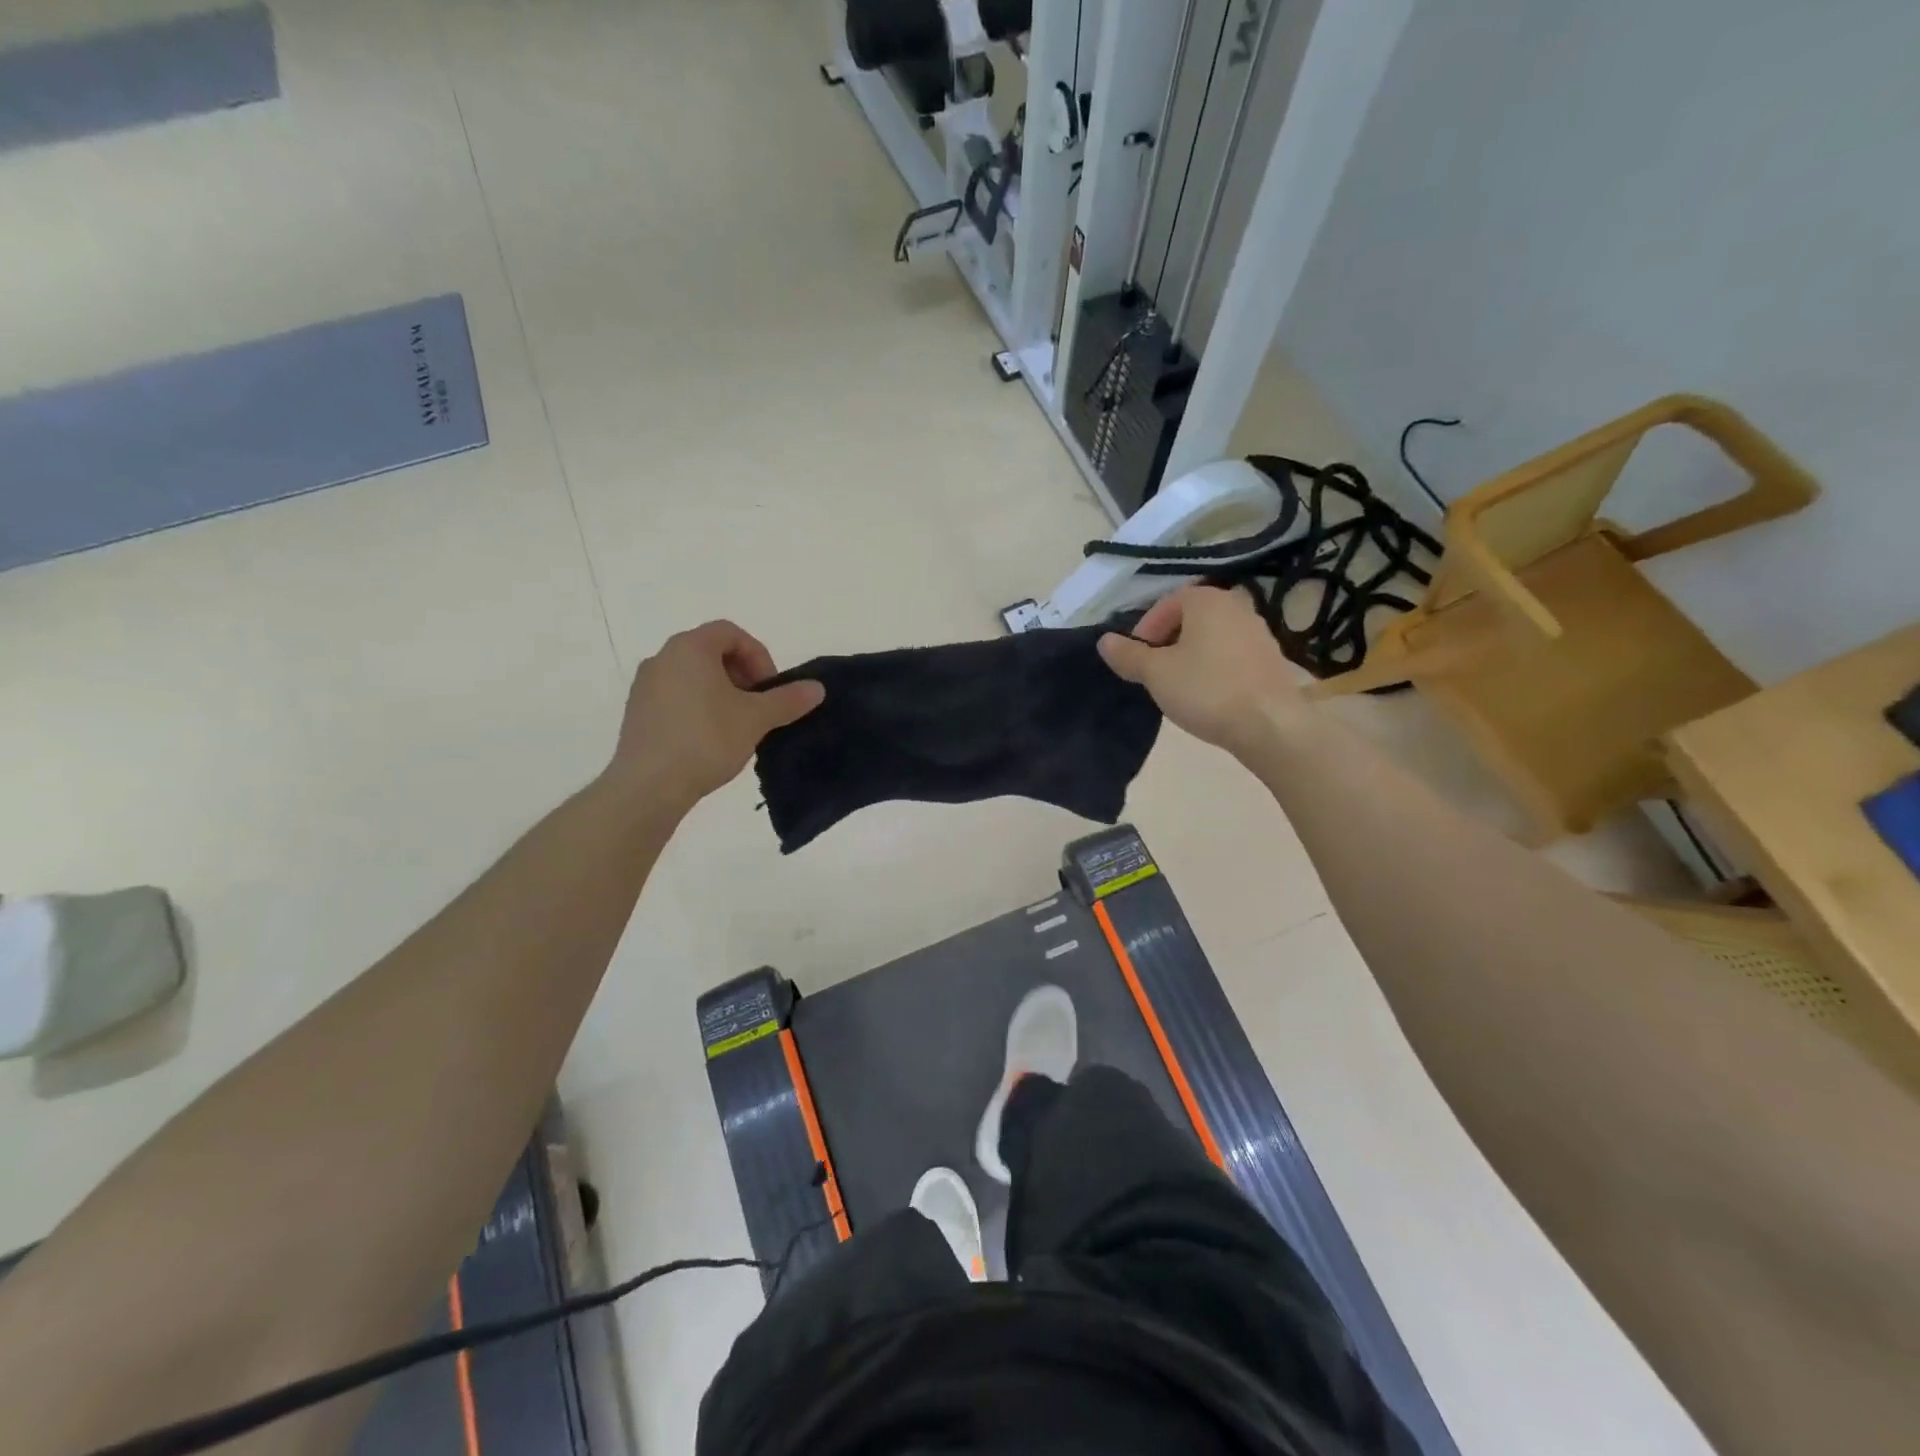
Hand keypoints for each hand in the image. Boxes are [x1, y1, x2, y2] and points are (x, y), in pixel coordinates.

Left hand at [607, 621, 823, 811]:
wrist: (649, 785)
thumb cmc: (706, 739)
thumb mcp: (756, 718)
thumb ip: (788, 700)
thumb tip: (818, 688)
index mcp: (690, 648)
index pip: (731, 633)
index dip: (758, 655)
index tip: (769, 688)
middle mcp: (662, 658)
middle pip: (710, 651)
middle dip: (741, 674)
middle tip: (757, 705)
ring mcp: (644, 686)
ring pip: (692, 676)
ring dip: (720, 692)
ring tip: (736, 725)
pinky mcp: (636, 713)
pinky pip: (675, 697)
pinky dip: (698, 707)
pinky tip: (709, 739)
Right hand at [1098, 587, 1302, 752]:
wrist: (1270, 725)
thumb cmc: (1206, 690)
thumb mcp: (1156, 673)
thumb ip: (1128, 655)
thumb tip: (1105, 641)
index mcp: (1207, 600)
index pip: (1167, 604)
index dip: (1146, 630)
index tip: (1137, 659)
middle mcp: (1237, 606)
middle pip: (1191, 619)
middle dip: (1168, 642)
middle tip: (1154, 672)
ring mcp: (1259, 633)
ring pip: (1213, 638)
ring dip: (1192, 656)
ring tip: (1179, 686)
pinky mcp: (1272, 660)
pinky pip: (1232, 656)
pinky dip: (1215, 669)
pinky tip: (1208, 696)